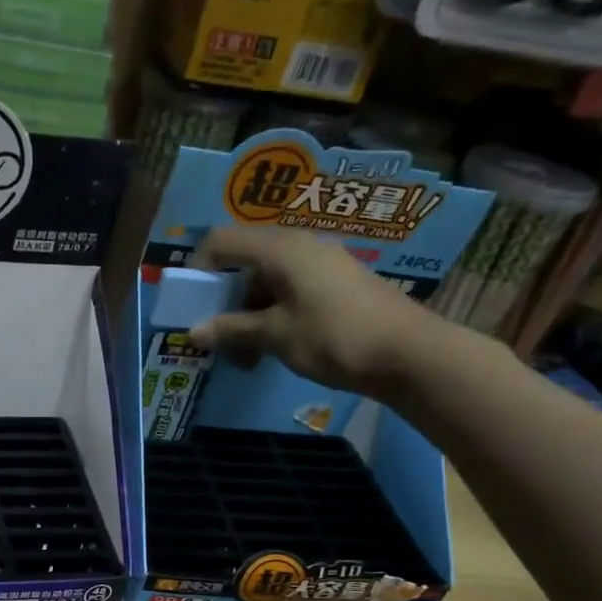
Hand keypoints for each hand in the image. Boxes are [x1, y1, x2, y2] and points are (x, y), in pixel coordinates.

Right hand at [189, 226, 446, 396]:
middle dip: (223, 302)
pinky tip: (273, 349)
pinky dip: (272, 317)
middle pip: (243, 264)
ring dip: (247, 317)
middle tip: (218, 340)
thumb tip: (193, 332)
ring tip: (246, 358)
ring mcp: (320, 264)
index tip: (192, 308)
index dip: (199, 271)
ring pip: (266, 282)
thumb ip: (232, 330)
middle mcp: (298, 246)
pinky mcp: (335, 285)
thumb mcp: (276, 336)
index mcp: (279, 249)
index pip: (221, 242)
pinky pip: (289, 292)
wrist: (409, 353)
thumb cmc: (334, 337)